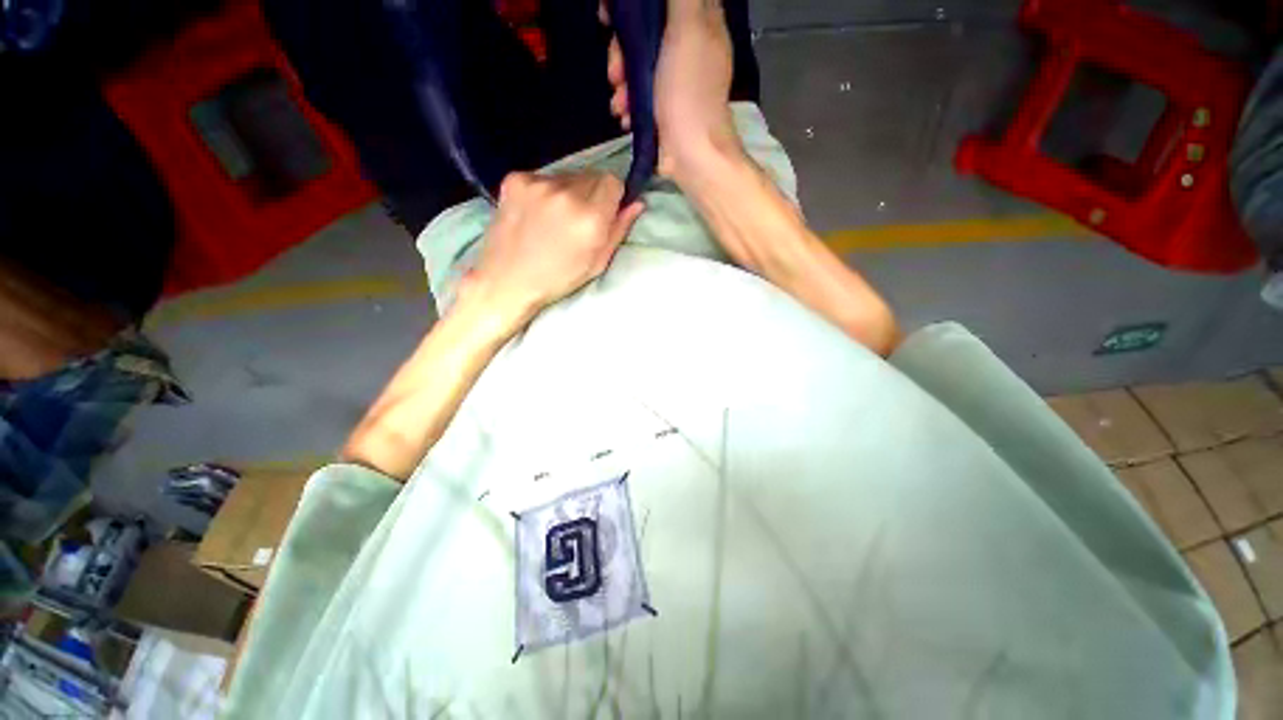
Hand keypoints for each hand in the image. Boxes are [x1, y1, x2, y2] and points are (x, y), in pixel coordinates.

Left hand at [468, 171, 643, 322]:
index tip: (604, 211)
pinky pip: (543, 177)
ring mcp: (538, 183)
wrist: (506, 280)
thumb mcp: (596, 263)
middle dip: (592, 193)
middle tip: (579, 218)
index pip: (613, 181)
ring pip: (567, 175)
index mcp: (590, 217)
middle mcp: (567, 193)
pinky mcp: (515, 179)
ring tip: (554, 218)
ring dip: (569, 191)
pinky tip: (535, 213)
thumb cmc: (557, 279)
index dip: (612, 196)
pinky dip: (544, 190)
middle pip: (592, 175)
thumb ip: (618, 230)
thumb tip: (638, 203)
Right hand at [602, 0, 738, 177]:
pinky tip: (625, 116)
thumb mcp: (687, 30)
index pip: (667, 0)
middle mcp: (689, 46)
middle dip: (624, 50)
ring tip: (620, 102)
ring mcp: (675, 80)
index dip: (641, 4)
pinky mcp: (663, 107)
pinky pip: (639, 93)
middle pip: (647, 32)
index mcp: (701, 22)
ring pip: (639, 63)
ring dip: (622, 82)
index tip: (616, 12)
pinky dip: (629, 103)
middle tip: (615, 69)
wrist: (691, 153)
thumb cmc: (689, 91)